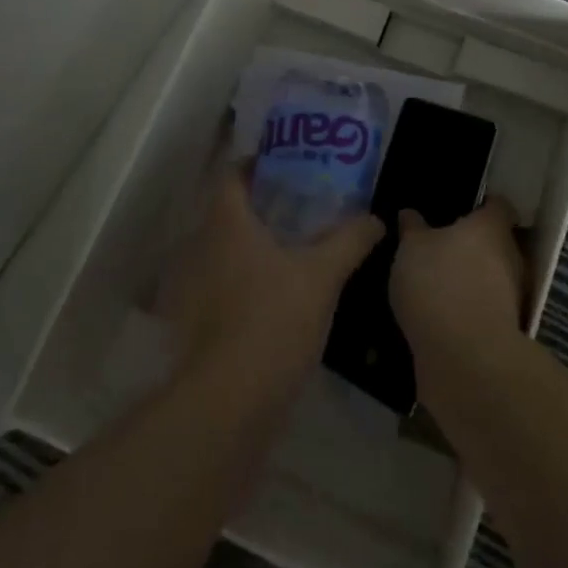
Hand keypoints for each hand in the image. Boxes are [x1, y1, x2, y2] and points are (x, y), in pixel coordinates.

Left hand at [159, 164, 382, 396]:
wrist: (229, 401)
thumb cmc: (273, 319)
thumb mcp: (322, 275)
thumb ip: (350, 240)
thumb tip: (375, 219)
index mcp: (226, 224)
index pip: (231, 176)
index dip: (255, 165)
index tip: (285, 166)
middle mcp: (200, 247)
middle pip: (227, 212)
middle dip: (260, 206)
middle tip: (300, 207)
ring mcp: (192, 288)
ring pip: (223, 250)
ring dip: (251, 245)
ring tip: (292, 249)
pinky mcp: (193, 323)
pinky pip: (219, 284)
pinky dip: (242, 280)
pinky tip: (273, 295)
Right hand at [390, 198, 527, 397]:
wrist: (465, 358)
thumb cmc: (438, 284)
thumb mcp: (411, 248)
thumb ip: (412, 229)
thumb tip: (410, 213)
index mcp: (490, 227)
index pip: (497, 205)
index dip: (482, 204)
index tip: (461, 208)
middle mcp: (510, 255)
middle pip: (496, 241)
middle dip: (472, 244)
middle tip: (439, 246)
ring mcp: (511, 295)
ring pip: (491, 276)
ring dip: (470, 278)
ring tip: (436, 283)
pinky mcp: (505, 329)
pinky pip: (484, 307)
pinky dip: (468, 308)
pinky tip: (441, 314)